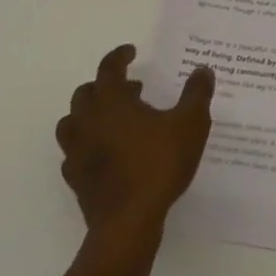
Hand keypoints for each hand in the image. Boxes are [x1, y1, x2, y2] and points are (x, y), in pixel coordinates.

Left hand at [55, 46, 214, 243]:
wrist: (128, 224)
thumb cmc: (158, 166)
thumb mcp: (190, 125)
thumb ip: (196, 94)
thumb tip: (202, 70)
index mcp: (111, 101)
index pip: (109, 68)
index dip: (119, 56)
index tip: (131, 51)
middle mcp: (88, 121)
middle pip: (85, 93)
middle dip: (105, 85)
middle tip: (131, 89)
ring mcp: (77, 151)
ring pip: (72, 122)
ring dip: (90, 114)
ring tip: (115, 120)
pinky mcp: (76, 179)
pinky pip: (74, 153)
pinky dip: (87, 145)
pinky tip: (106, 153)